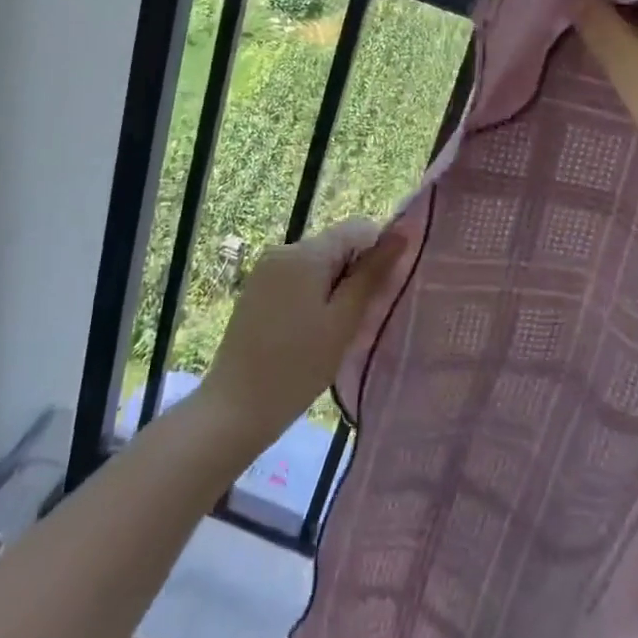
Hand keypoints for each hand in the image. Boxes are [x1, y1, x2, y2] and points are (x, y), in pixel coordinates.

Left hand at [198, 218, 400, 442]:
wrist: (234, 409)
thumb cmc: (297, 367)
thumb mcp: (344, 321)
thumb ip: (372, 273)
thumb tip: (403, 233)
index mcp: (305, 252)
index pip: (358, 227)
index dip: (378, 251)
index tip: (382, 290)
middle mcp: (283, 249)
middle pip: (336, 244)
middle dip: (355, 272)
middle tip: (360, 317)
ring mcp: (265, 269)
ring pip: (318, 263)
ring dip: (335, 286)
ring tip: (336, 329)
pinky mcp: (256, 289)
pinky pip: (297, 278)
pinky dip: (313, 295)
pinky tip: (311, 332)